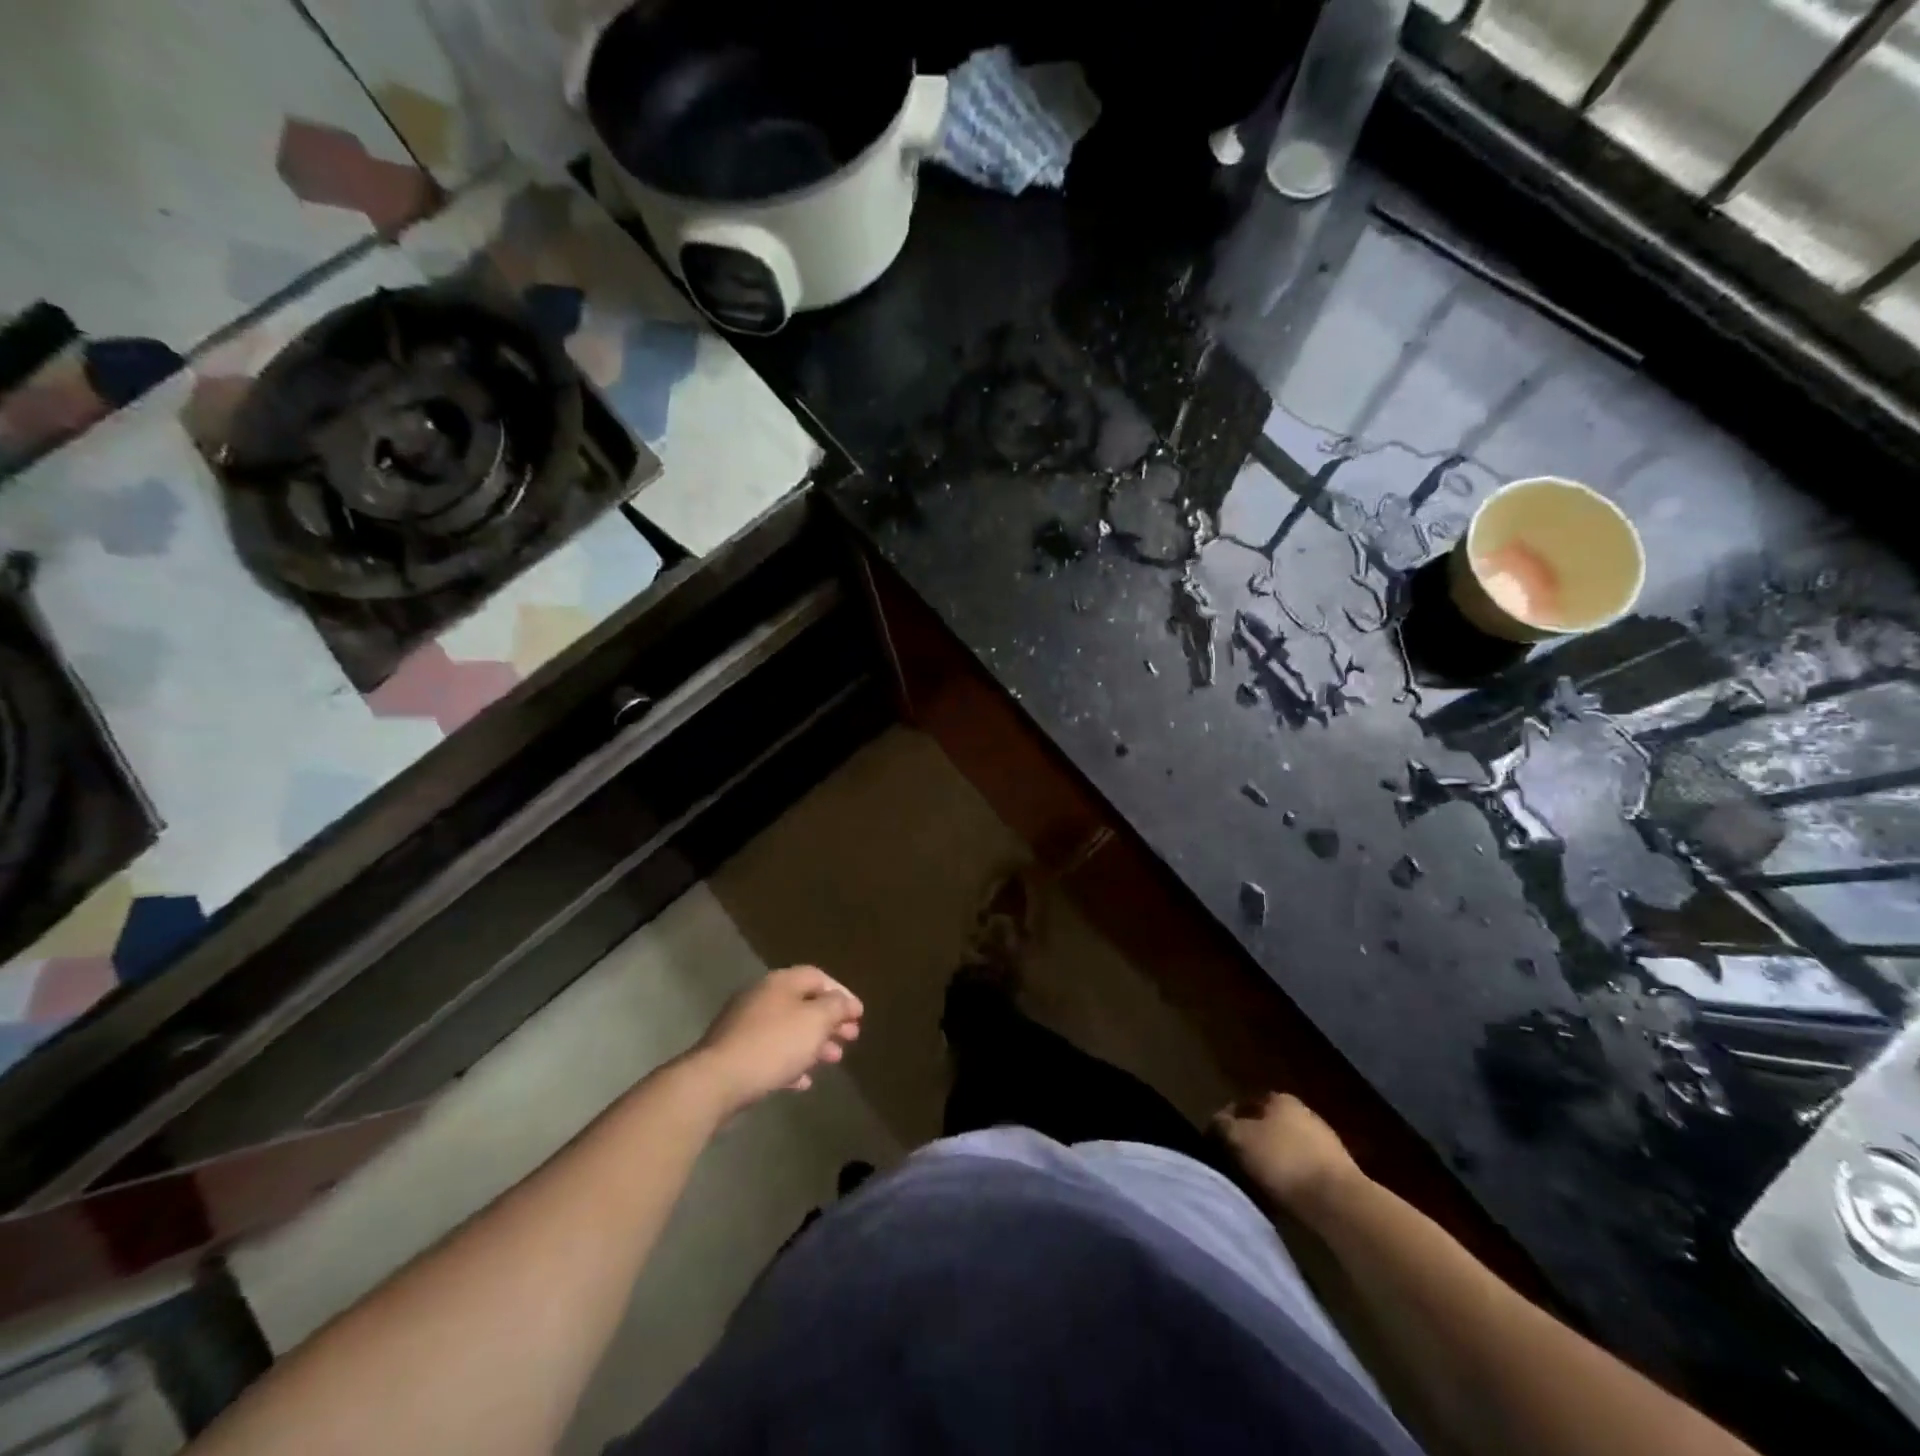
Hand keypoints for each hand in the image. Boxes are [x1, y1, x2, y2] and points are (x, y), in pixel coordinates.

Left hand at [690, 966, 862, 1113]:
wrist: (716, 1081)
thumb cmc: (773, 1045)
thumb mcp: (815, 1021)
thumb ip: (835, 1007)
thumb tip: (845, 1002)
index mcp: (780, 982)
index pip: (818, 977)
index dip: (842, 994)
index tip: (859, 1016)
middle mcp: (761, 997)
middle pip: (803, 1003)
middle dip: (830, 1021)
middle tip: (850, 1038)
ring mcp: (744, 1025)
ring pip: (788, 1029)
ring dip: (813, 1043)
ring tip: (833, 1061)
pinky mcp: (734, 1053)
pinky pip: (770, 1053)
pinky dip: (790, 1063)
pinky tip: (802, 1082)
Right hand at [1211, 1092, 1362, 1217]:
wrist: (1339, 1201)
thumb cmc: (1283, 1161)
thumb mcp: (1239, 1139)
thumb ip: (1223, 1125)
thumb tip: (1217, 1122)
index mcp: (1280, 1099)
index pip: (1245, 1104)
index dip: (1228, 1121)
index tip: (1217, 1142)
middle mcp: (1304, 1112)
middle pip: (1268, 1125)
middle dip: (1252, 1141)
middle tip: (1236, 1162)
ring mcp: (1325, 1141)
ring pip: (1287, 1147)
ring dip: (1273, 1161)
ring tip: (1257, 1183)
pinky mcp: (1339, 1171)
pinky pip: (1304, 1169)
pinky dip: (1292, 1178)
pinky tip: (1283, 1195)